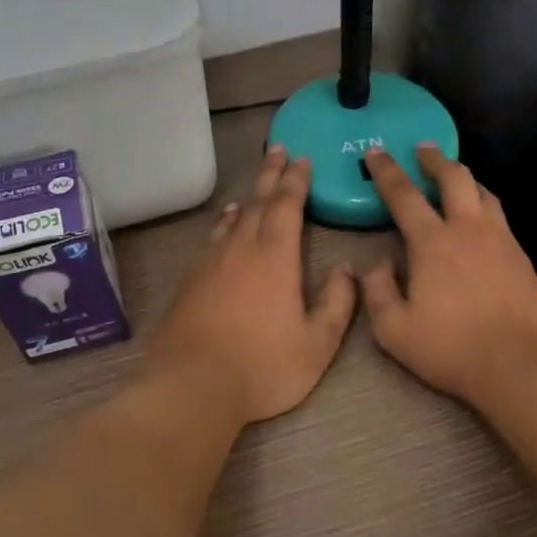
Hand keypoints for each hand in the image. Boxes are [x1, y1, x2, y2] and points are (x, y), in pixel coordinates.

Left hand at [148, 145, 357, 425]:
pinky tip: (223, 228)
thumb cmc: (263, 366)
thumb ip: (338, 302)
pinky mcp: (190, 282)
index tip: (302, 159)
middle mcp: (241, 249)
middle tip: (278, 150)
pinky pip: (212, 239)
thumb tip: (347, 268)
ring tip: (253, 188)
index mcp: (275, 256)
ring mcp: (210, 263)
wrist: (192, 386)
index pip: (286, 205)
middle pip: (257, 202)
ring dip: (247, 198)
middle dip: (270, 175)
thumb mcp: (317, 342)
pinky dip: (223, 225)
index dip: (296, 180)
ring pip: (232, 220)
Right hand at [361, 145, 536, 407]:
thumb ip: (377, 291)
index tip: (376, 152)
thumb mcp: (394, 330)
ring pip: (483, 192)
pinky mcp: (522, 257)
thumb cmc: (451, 348)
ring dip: (464, 178)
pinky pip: (500, 217)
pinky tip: (481, 218)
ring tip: (454, 177)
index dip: (386, 170)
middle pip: (454, 177)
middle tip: (423, 148)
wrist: (521, 364)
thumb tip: (375, 264)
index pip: (403, 195)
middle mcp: (468, 230)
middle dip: (434, 158)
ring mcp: (500, 240)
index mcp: (432, 242)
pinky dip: (484, 204)